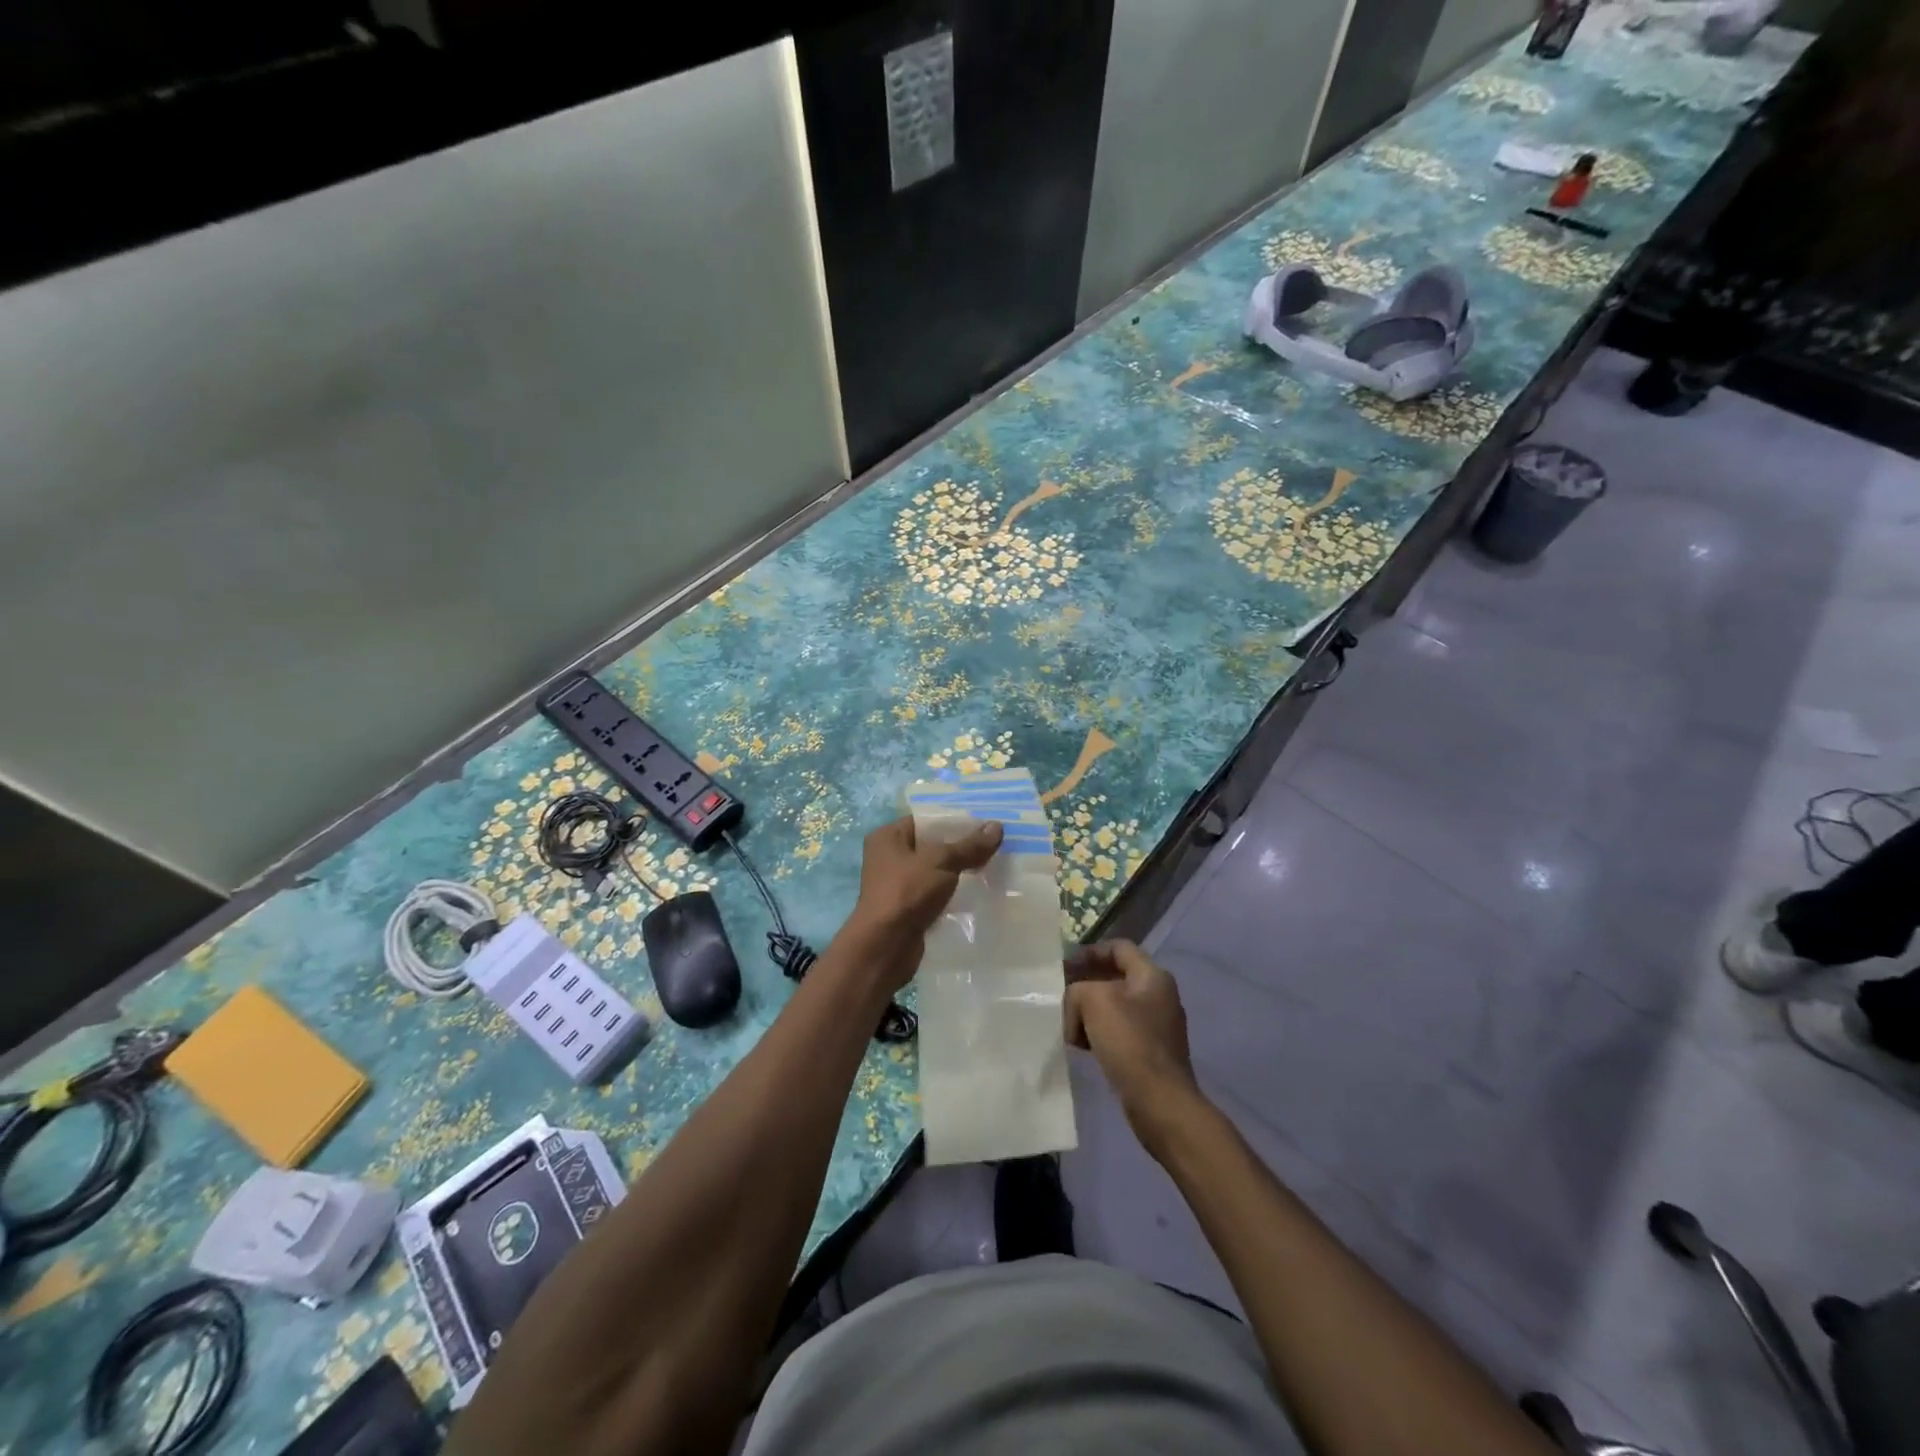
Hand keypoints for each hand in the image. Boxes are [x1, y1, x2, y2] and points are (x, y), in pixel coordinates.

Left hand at [843, 816, 1002, 990]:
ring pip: (935, 870)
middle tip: (995, 843)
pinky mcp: (908, 908)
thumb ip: (969, 845)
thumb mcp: (941, 862)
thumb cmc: (907, 892)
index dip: (955, 819)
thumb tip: (998, 826)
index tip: (985, 822)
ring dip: (959, 870)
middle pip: (932, 844)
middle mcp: (889, 857)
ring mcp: (897, 884)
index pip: (926, 819)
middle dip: (961, 846)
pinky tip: (979, 891)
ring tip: (993, 865)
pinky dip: (953, 892)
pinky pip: (935, 892)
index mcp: (888, 836)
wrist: (885, 947)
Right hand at [1064, 940, 1206, 1152]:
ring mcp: (1157, 1026)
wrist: (1160, 1101)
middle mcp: (1159, 996)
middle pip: (1115, 977)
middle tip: (1062, 995)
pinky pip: (1120, 1031)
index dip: (1090, 951)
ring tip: (1070, 1025)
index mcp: (1152, 976)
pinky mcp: (1151, 1052)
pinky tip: (1084, 1047)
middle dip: (1086, 984)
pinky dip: (1100, 1033)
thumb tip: (1077, 1007)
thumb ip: (1077, 990)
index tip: (1065, 966)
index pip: (1118, 948)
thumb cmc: (1129, 1042)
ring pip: (1115, 1006)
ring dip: (1090, 1012)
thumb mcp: (1093, 1001)